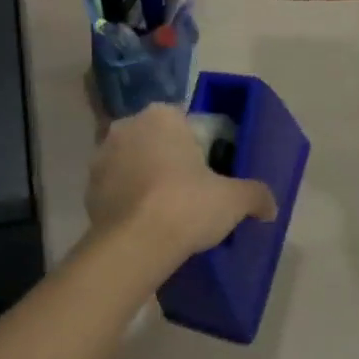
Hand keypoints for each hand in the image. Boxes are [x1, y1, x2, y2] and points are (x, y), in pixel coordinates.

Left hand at [87, 104, 277, 264]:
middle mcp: (128, 124)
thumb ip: (255, 195)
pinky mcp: (88, 184)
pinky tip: (142, 222)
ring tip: (163, 210)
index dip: (198, 146)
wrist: (135, 243)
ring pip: (131, 161)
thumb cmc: (187, 205)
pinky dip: (126, 198)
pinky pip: (114, 186)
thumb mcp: (233, 199)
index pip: (185, 122)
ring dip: (143, 176)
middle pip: (155, 139)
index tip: (208, 172)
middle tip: (188, 192)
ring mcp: (102, 153)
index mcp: (162, 115)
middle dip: (168, 158)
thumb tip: (270, 205)